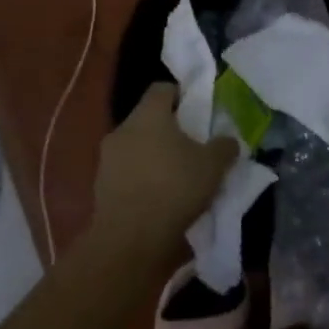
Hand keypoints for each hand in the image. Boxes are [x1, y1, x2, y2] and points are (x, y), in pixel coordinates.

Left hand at [93, 83, 238, 258]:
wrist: (129, 239)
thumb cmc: (174, 188)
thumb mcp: (213, 166)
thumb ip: (224, 147)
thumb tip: (228, 140)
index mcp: (148, 114)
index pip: (162, 88)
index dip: (181, 95)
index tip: (197, 110)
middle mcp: (123, 128)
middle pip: (148, 118)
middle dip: (168, 128)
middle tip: (191, 145)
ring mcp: (107, 158)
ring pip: (135, 145)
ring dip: (153, 154)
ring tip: (176, 174)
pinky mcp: (100, 185)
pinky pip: (126, 171)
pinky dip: (141, 177)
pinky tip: (158, 196)